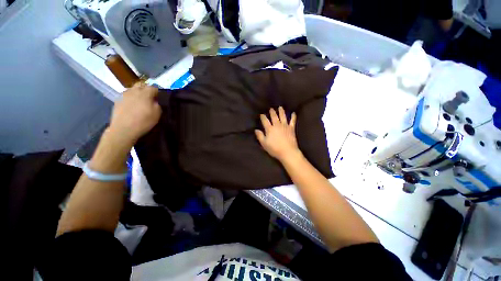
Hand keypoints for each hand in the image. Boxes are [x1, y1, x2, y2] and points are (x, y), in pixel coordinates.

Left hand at [108, 83, 161, 145]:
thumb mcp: (157, 114)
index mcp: (145, 93)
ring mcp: (124, 95)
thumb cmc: (144, 121)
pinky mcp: (117, 101)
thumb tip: (154, 101)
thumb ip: (157, 104)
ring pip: (132, 89)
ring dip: (137, 93)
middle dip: (146, 90)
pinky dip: (130, 99)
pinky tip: (131, 106)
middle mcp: (134, 91)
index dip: (157, 92)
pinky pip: (126, 96)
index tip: (159, 98)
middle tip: (149, 98)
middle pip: (141, 85)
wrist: (124, 129)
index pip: (153, 87)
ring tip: (139, 101)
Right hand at [255, 107, 300, 161]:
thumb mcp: (264, 144)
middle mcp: (277, 125)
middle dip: (272, 112)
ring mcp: (285, 126)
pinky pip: (292, 121)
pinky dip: (293, 117)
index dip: (263, 117)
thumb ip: (260, 136)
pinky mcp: (291, 128)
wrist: (288, 151)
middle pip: (274, 116)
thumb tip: (256, 130)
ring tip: (280, 107)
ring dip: (281, 111)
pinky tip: (294, 113)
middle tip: (271, 108)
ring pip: (283, 116)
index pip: (265, 120)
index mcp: (269, 129)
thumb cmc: (274, 149)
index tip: (261, 114)